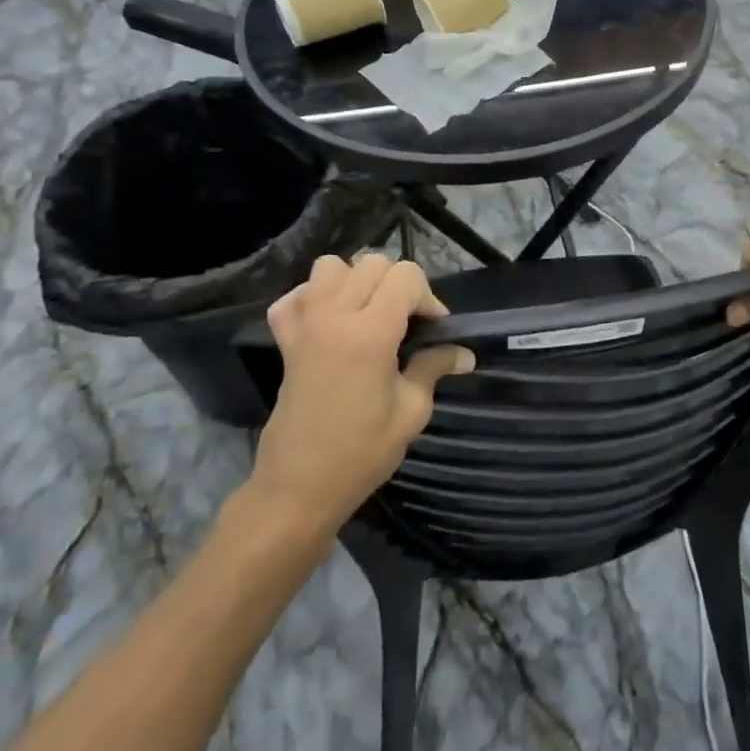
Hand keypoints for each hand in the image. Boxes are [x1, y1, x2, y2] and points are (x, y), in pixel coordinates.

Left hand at [253, 254, 472, 535]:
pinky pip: (294, 296)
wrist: (299, 487)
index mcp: (371, 331)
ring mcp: (305, 324)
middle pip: (373, 263)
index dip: (427, 296)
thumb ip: (434, 368)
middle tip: (406, 323)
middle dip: (397, 285)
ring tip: (367, 314)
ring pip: (331, 267)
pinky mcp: (284, 339)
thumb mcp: (411, 411)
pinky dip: (312, 298)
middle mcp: (335, 315)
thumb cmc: (361, 452)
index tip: (433, 330)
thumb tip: (464, 354)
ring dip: (355, 281)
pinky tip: (328, 321)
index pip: (406, 276)